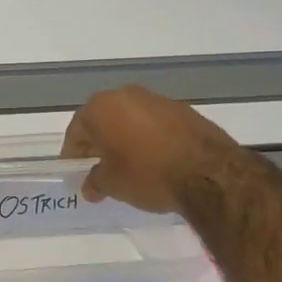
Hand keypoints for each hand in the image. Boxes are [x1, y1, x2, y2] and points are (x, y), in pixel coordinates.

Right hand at [61, 85, 242, 213]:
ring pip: (130, 119)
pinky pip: (154, 123)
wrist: (208, 172)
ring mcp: (157, 99)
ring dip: (125, 139)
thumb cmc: (147, 174)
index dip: (73, 154)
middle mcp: (126, 95)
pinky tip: (155, 160)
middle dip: (99, 143)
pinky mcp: (183, 109)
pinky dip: (149, 138)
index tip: (74, 171)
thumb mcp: (113, 185)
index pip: (77, 130)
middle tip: (99, 168)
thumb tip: (90, 185)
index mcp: (101, 108)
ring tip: (129, 166)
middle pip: (103, 120)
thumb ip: (95, 181)